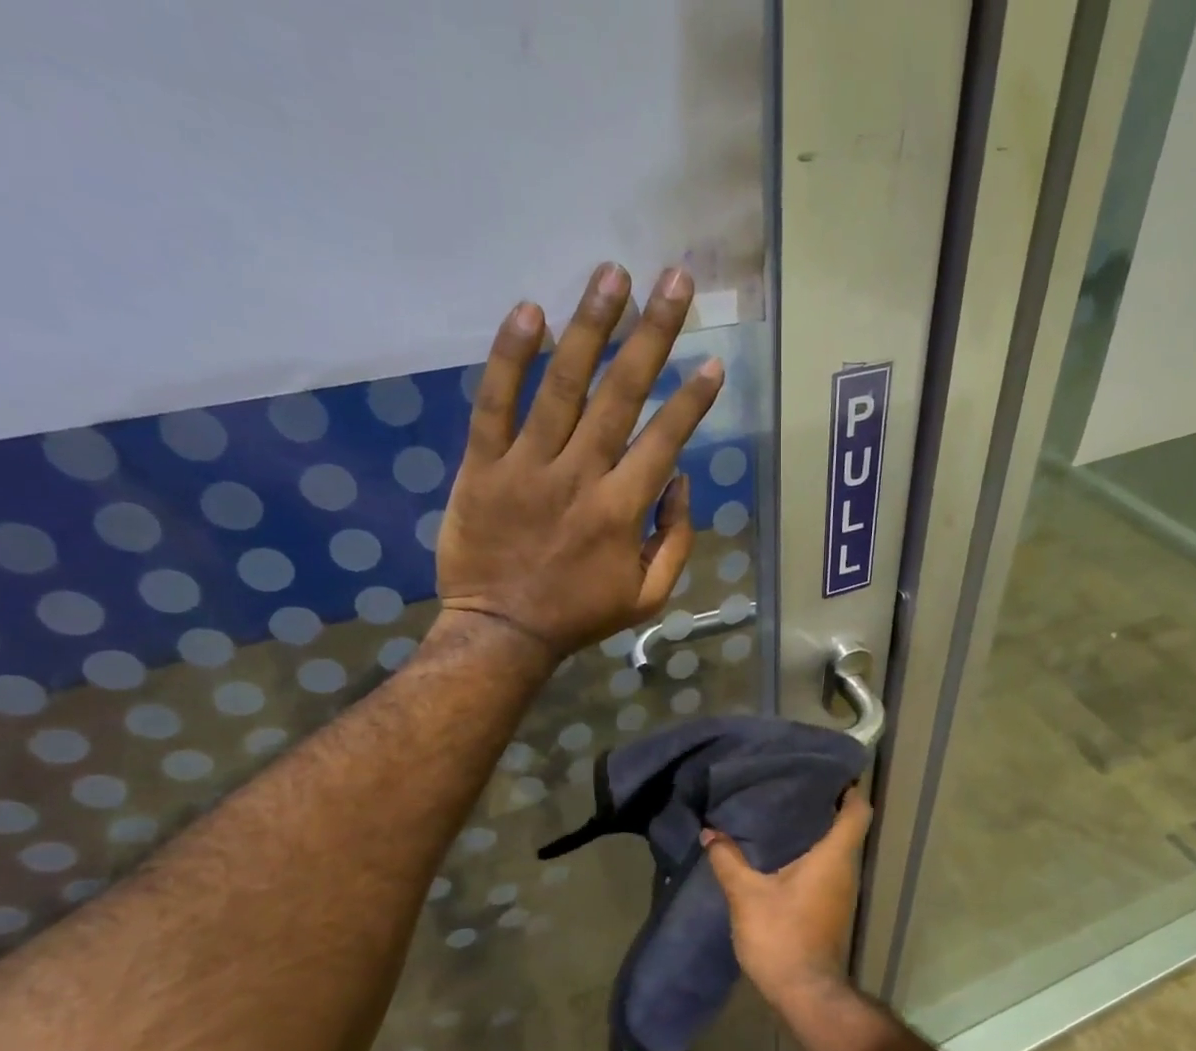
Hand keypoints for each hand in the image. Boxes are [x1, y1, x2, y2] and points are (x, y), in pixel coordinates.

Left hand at [436, 262, 724, 656]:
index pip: (664, 439)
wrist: (501, 631)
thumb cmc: (579, 615)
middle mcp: (580, 476)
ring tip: (612, 274)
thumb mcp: (647, 596)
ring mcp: (527, 466)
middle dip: (653, 334)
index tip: (713, 361)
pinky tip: (530, 311)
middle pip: (621, 394)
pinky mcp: (482, 464)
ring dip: (590, 325)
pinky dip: (510, 357)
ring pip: (563, 385)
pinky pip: (495, 403)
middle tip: (675, 281)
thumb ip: (674, 540)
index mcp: (622, 510)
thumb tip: (680, 482)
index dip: (692, 399)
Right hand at [701, 793, 872, 997]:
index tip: (827, 772)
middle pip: (846, 825)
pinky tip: (779, 853)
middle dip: (823, 804)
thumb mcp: (747, 895)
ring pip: (835, 847)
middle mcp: (845, 868)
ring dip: (814, 830)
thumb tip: (710, 832)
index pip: (857, 810)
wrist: (804, 991)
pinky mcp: (832, 907)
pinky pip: (826, 868)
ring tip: (779, 812)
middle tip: (790, 786)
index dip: (849, 788)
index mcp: (834, 855)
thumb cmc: (782, 935)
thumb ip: (728, 860)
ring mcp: (842, 890)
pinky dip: (809, 854)